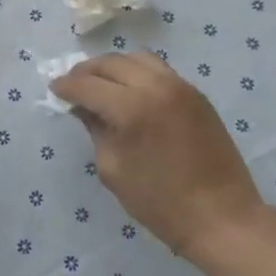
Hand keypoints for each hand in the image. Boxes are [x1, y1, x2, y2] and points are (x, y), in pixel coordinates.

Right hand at [50, 52, 264, 259]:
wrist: (221, 217)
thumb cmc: (159, 202)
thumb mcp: (113, 169)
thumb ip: (95, 130)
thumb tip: (83, 107)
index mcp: (131, 108)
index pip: (87, 85)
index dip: (66, 86)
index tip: (53, 89)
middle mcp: (155, 87)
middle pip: (111, 63)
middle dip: (86, 71)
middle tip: (72, 84)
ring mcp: (180, 86)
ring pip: (136, 58)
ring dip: (112, 67)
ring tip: (99, 83)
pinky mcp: (196, 94)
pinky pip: (158, 70)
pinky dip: (137, 72)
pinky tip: (128, 89)